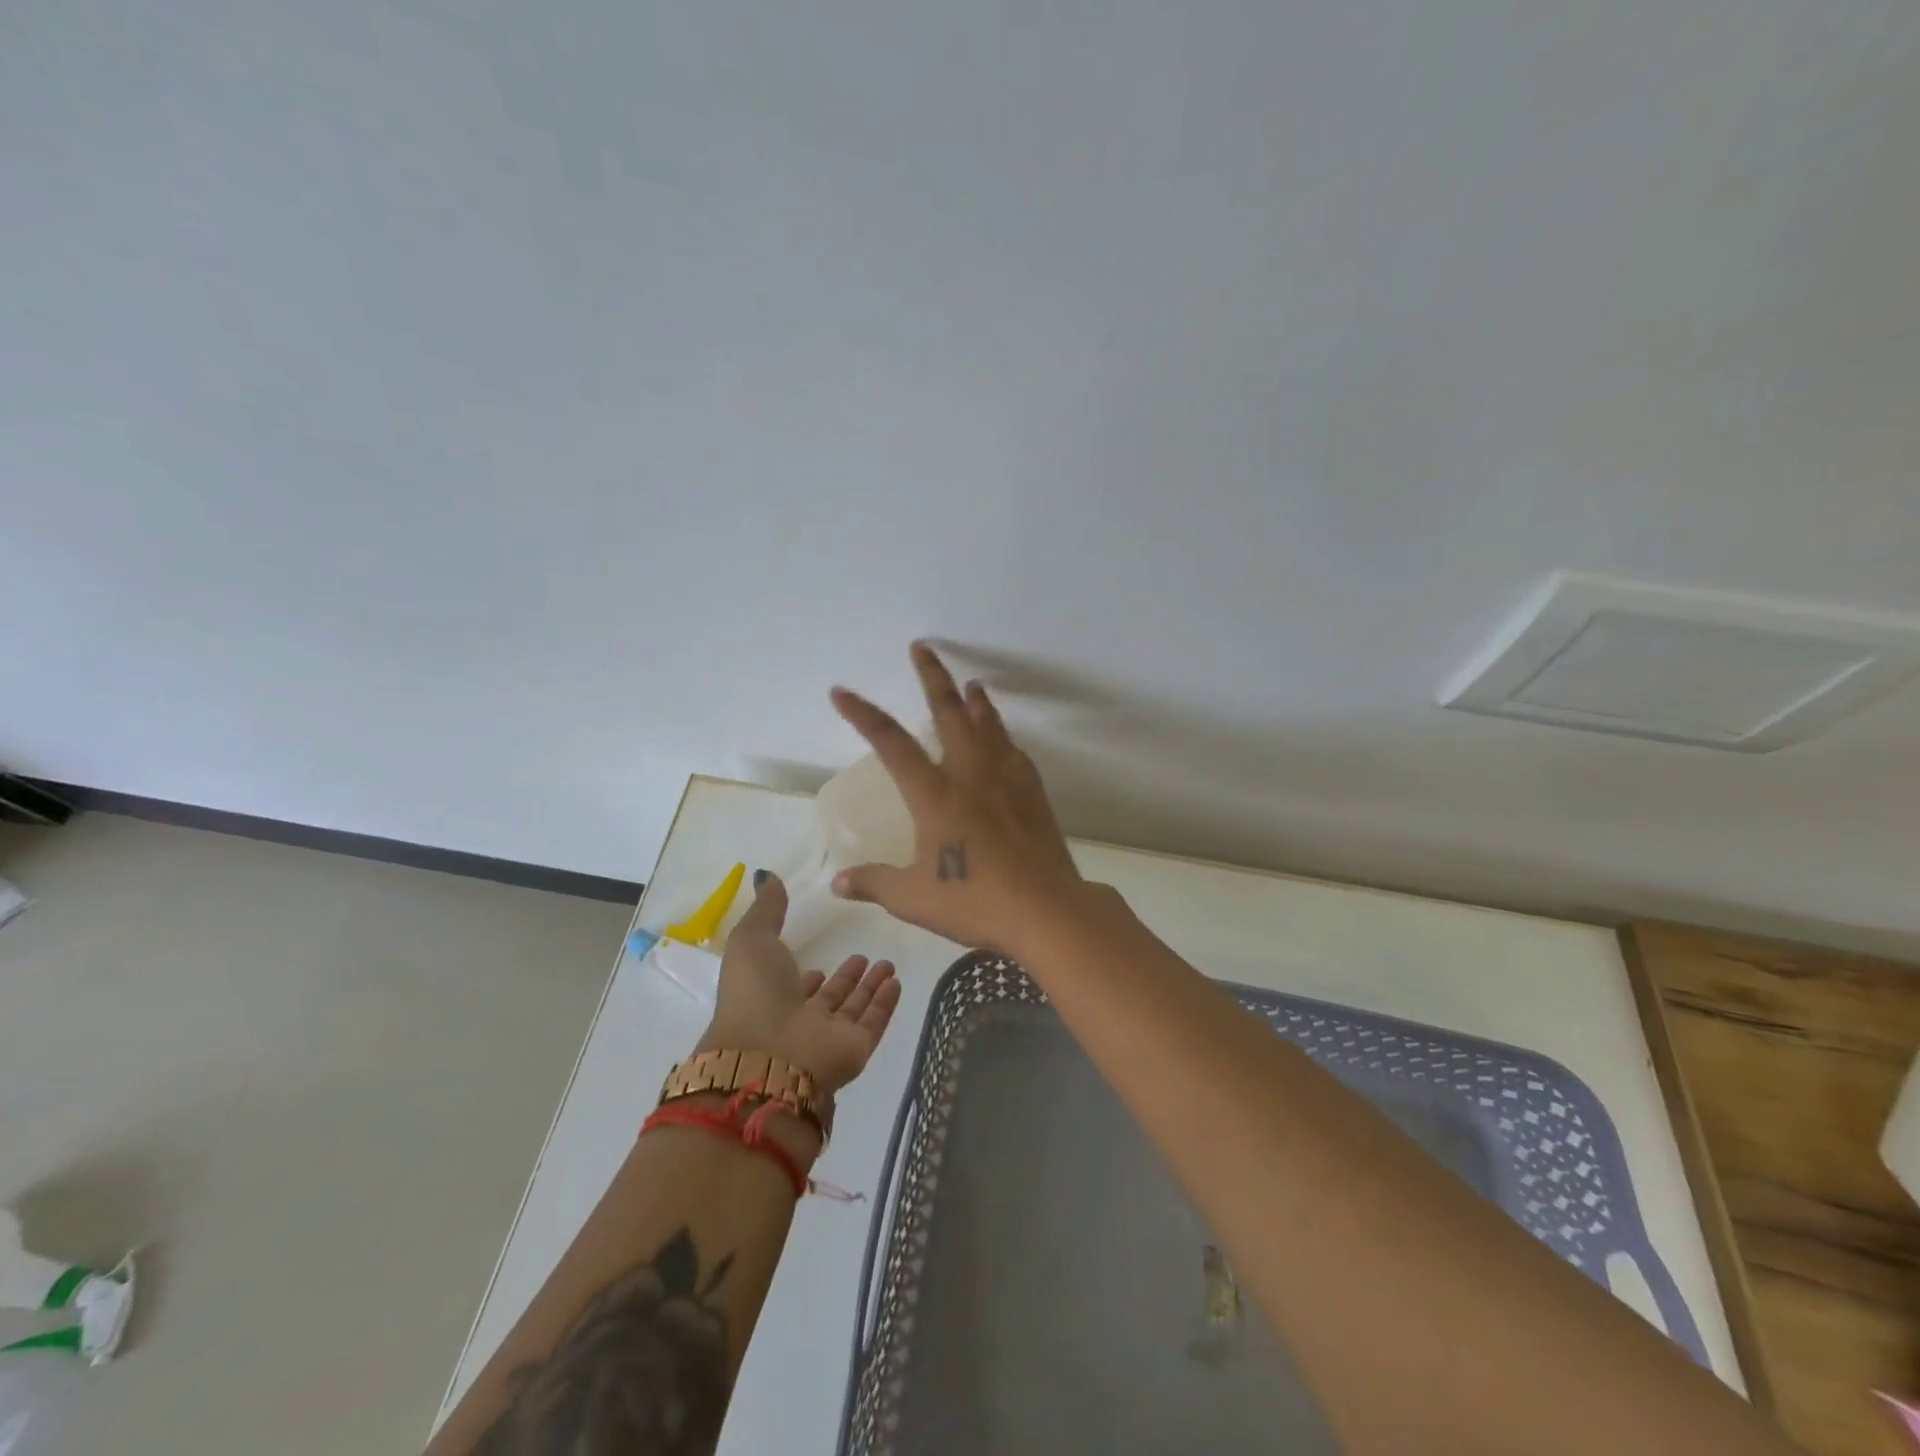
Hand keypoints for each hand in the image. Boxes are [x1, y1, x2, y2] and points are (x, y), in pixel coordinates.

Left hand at [698, 872, 900, 1093]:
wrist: (766, 1056)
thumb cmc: (755, 994)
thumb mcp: (752, 940)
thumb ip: (765, 909)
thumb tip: (766, 875)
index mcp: (771, 999)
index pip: (795, 988)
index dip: (808, 976)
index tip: (822, 959)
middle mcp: (799, 1021)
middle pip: (829, 999)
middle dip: (846, 979)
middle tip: (864, 956)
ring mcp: (827, 1038)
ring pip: (853, 1010)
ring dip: (869, 988)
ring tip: (887, 963)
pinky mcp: (854, 1050)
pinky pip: (873, 1023)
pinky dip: (885, 1004)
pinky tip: (896, 982)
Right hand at [828, 641, 1089, 954]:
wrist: (1045, 909)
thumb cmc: (974, 901)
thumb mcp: (914, 898)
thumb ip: (874, 883)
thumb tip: (839, 883)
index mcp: (934, 794)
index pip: (890, 743)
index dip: (863, 715)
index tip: (842, 692)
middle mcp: (969, 774)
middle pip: (949, 712)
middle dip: (932, 677)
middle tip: (923, 648)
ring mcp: (1005, 779)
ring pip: (987, 725)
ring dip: (974, 700)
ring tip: (970, 683)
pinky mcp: (1032, 792)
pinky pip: (1013, 751)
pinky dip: (1002, 735)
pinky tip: (1002, 738)